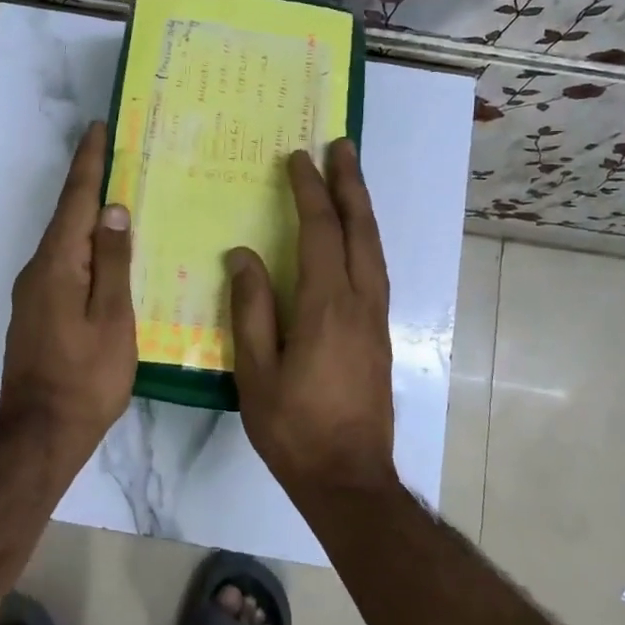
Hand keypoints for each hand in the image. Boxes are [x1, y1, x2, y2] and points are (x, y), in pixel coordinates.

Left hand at [0, 121, 136, 454]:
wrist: (40, 435)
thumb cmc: (86, 378)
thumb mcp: (112, 319)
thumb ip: (114, 263)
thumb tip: (114, 211)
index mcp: (57, 265)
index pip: (76, 201)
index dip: (88, 164)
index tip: (98, 129)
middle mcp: (37, 271)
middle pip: (67, 219)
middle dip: (90, 186)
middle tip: (119, 159)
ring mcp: (31, 294)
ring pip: (65, 245)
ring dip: (89, 220)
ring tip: (120, 203)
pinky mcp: (35, 314)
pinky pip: (63, 268)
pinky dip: (84, 251)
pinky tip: (105, 258)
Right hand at [228, 138, 396, 494]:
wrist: (349, 478)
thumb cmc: (294, 429)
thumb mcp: (256, 373)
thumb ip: (251, 311)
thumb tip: (244, 257)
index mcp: (326, 307)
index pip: (321, 232)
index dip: (309, 192)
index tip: (298, 158)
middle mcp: (360, 302)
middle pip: (361, 229)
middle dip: (350, 184)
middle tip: (342, 146)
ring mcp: (376, 318)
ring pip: (375, 248)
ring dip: (362, 208)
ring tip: (350, 177)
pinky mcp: (380, 335)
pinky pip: (376, 270)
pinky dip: (366, 239)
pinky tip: (355, 238)